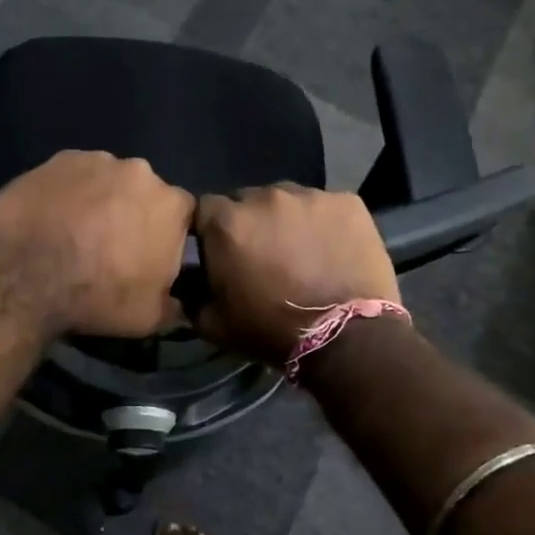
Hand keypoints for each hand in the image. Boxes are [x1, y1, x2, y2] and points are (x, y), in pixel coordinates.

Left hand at [0, 150, 194, 337]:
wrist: (25, 278)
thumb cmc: (98, 298)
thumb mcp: (150, 318)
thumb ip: (175, 305)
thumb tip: (181, 304)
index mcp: (171, 205)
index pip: (183, 214)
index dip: (167, 234)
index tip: (149, 255)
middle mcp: (139, 171)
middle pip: (143, 191)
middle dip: (132, 212)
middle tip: (110, 245)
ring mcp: (95, 160)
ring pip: (106, 180)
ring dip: (98, 200)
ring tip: (75, 231)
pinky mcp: (55, 160)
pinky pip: (70, 176)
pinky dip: (66, 193)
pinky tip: (50, 218)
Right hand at [193, 185, 399, 365]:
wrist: (346, 338)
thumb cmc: (271, 330)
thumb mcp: (214, 324)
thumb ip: (192, 296)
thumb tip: (186, 285)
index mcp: (227, 223)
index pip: (206, 209)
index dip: (212, 230)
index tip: (221, 252)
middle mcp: (265, 197)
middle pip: (248, 200)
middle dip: (251, 223)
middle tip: (263, 255)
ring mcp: (310, 196)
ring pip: (288, 201)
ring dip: (287, 221)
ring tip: (301, 252)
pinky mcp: (348, 202)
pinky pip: (326, 207)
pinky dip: (324, 224)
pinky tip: (332, 250)